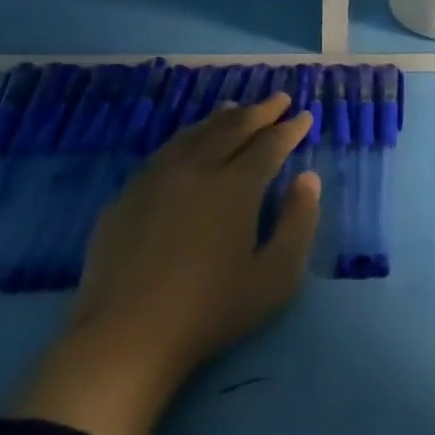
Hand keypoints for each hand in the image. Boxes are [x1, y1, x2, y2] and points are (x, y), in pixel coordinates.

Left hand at [9, 94, 319, 434]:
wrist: (126, 336)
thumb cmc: (211, 310)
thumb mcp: (275, 276)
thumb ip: (299, 222)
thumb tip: (308, 179)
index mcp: (235, 187)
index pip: (269, 145)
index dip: (290, 129)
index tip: (305, 116)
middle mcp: (196, 169)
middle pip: (232, 128)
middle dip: (261, 111)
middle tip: (279, 98)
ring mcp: (156, 178)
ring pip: (195, 133)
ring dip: (222, 117)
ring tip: (237, 107)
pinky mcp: (127, 194)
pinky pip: (165, 151)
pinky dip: (188, 136)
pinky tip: (189, 143)